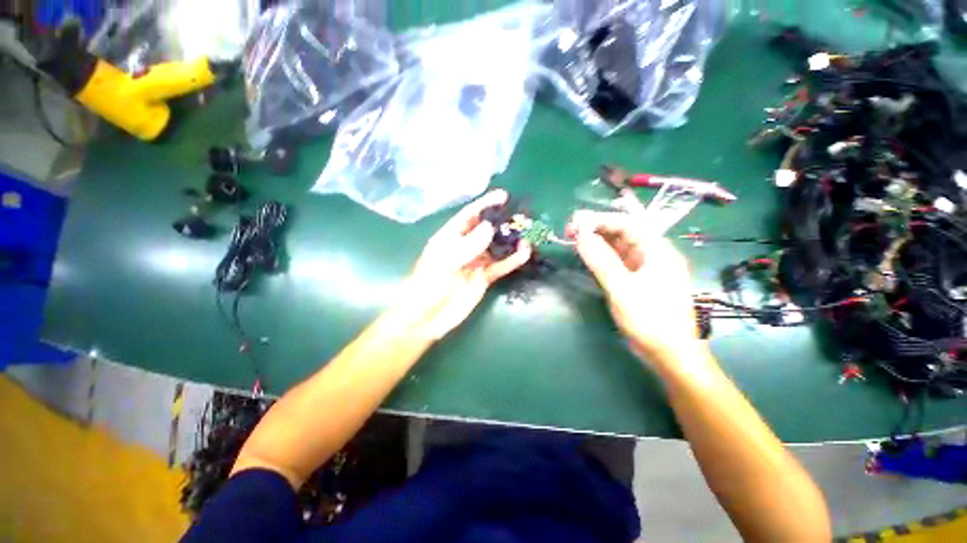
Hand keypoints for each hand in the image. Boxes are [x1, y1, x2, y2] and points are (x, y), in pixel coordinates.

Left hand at [406, 190, 531, 339]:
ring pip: (496, 247)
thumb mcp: (444, 263)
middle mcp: (465, 247)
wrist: (427, 318)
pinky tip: (525, 253)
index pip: (469, 215)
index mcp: (450, 237)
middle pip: (486, 229)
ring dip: (511, 241)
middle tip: (522, 217)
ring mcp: (476, 262)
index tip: (504, 196)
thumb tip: (489, 227)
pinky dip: (512, 260)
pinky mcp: (484, 278)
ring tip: (528, 233)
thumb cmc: (428, 286)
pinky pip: (500, 266)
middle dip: (503, 222)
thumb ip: (467, 245)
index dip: (485, 204)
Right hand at [571, 210, 707, 366]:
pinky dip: (602, 256)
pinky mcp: (638, 281)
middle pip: (624, 233)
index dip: (601, 219)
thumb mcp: (622, 288)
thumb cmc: (650, 320)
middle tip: (571, 230)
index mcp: (658, 251)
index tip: (576, 222)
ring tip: (575, 240)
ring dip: (598, 242)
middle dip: (598, 229)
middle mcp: (654, 255)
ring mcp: (646, 268)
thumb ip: (601, 260)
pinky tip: (588, 256)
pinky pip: (618, 261)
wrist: (669, 354)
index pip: (628, 223)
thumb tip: (581, 236)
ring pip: (620, 247)